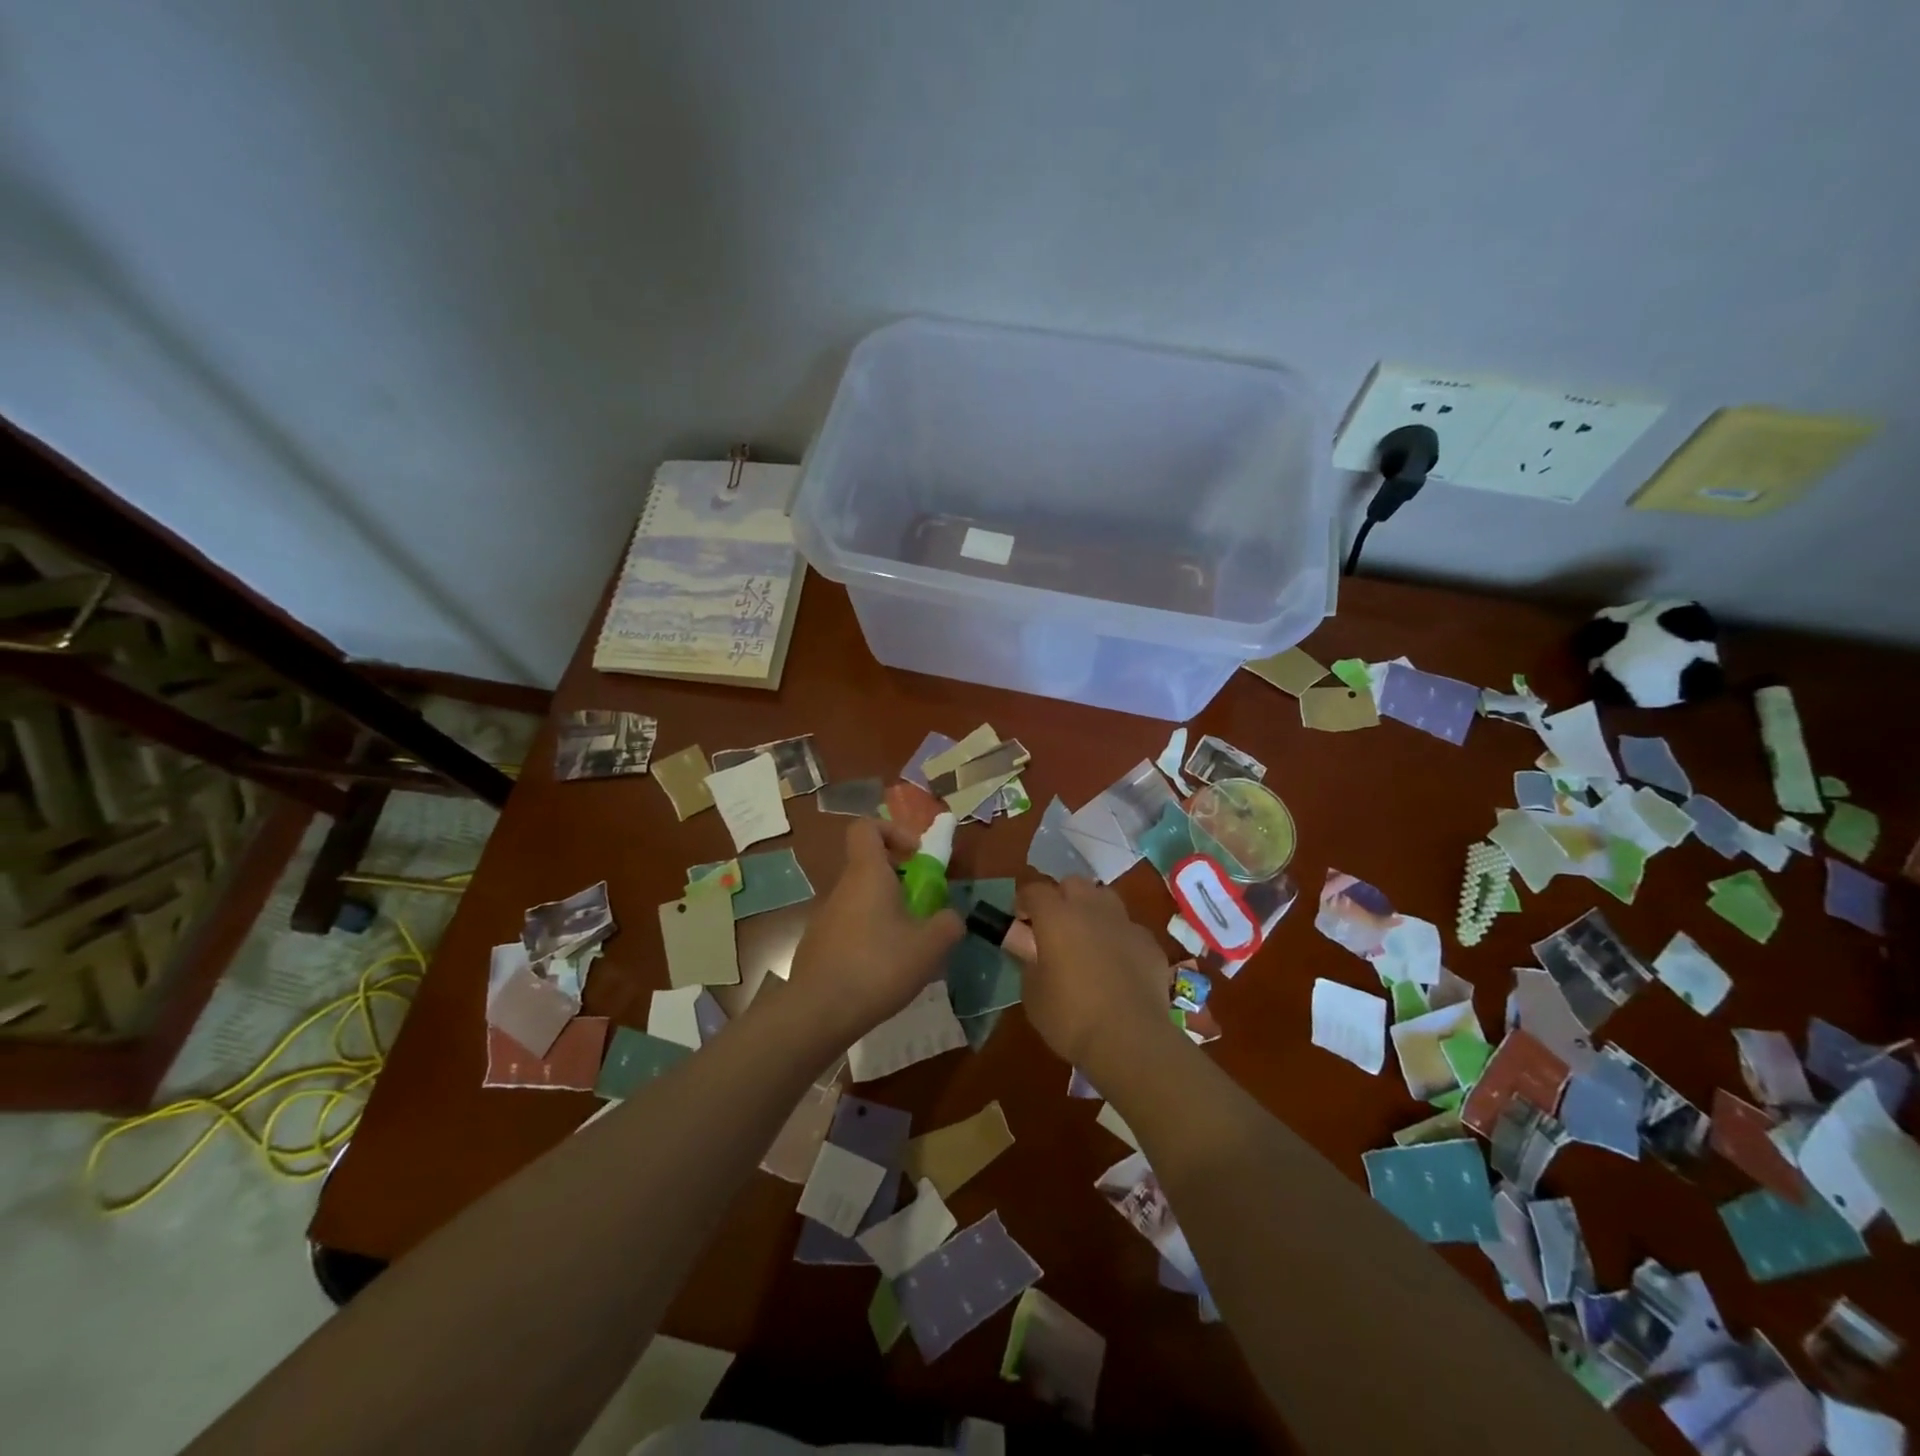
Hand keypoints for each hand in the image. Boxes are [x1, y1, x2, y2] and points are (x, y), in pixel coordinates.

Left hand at [783, 818, 963, 1048]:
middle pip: (869, 867)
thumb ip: (948, 924)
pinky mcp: (818, 945)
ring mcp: (824, 917)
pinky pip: (849, 928)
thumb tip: (951, 918)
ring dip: (886, 912)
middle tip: (923, 908)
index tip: (916, 855)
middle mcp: (841, 888)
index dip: (893, 831)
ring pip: (861, 900)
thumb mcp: (930, 947)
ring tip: (908, 947)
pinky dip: (869, 937)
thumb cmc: (878, 967)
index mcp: (867, 874)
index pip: (867, 827)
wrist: (818, 1013)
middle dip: (899, 880)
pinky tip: (883, 971)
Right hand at [1016, 877, 1180, 1079]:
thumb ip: (1028, 961)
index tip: (1020, 921)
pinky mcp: (1150, 943)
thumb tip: (1028, 946)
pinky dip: (1120, 939)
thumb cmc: (1070, 1017)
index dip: (1024, 902)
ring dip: (1093, 910)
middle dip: (1061, 898)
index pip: (1034, 890)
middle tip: (1054, 927)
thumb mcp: (1033, 994)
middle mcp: (1091, 909)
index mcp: (1056, 917)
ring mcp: (1125, 923)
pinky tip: (1119, 965)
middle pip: (1073, 883)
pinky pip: (1129, 929)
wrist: (1130, 1039)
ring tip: (1088, 940)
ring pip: (1105, 898)